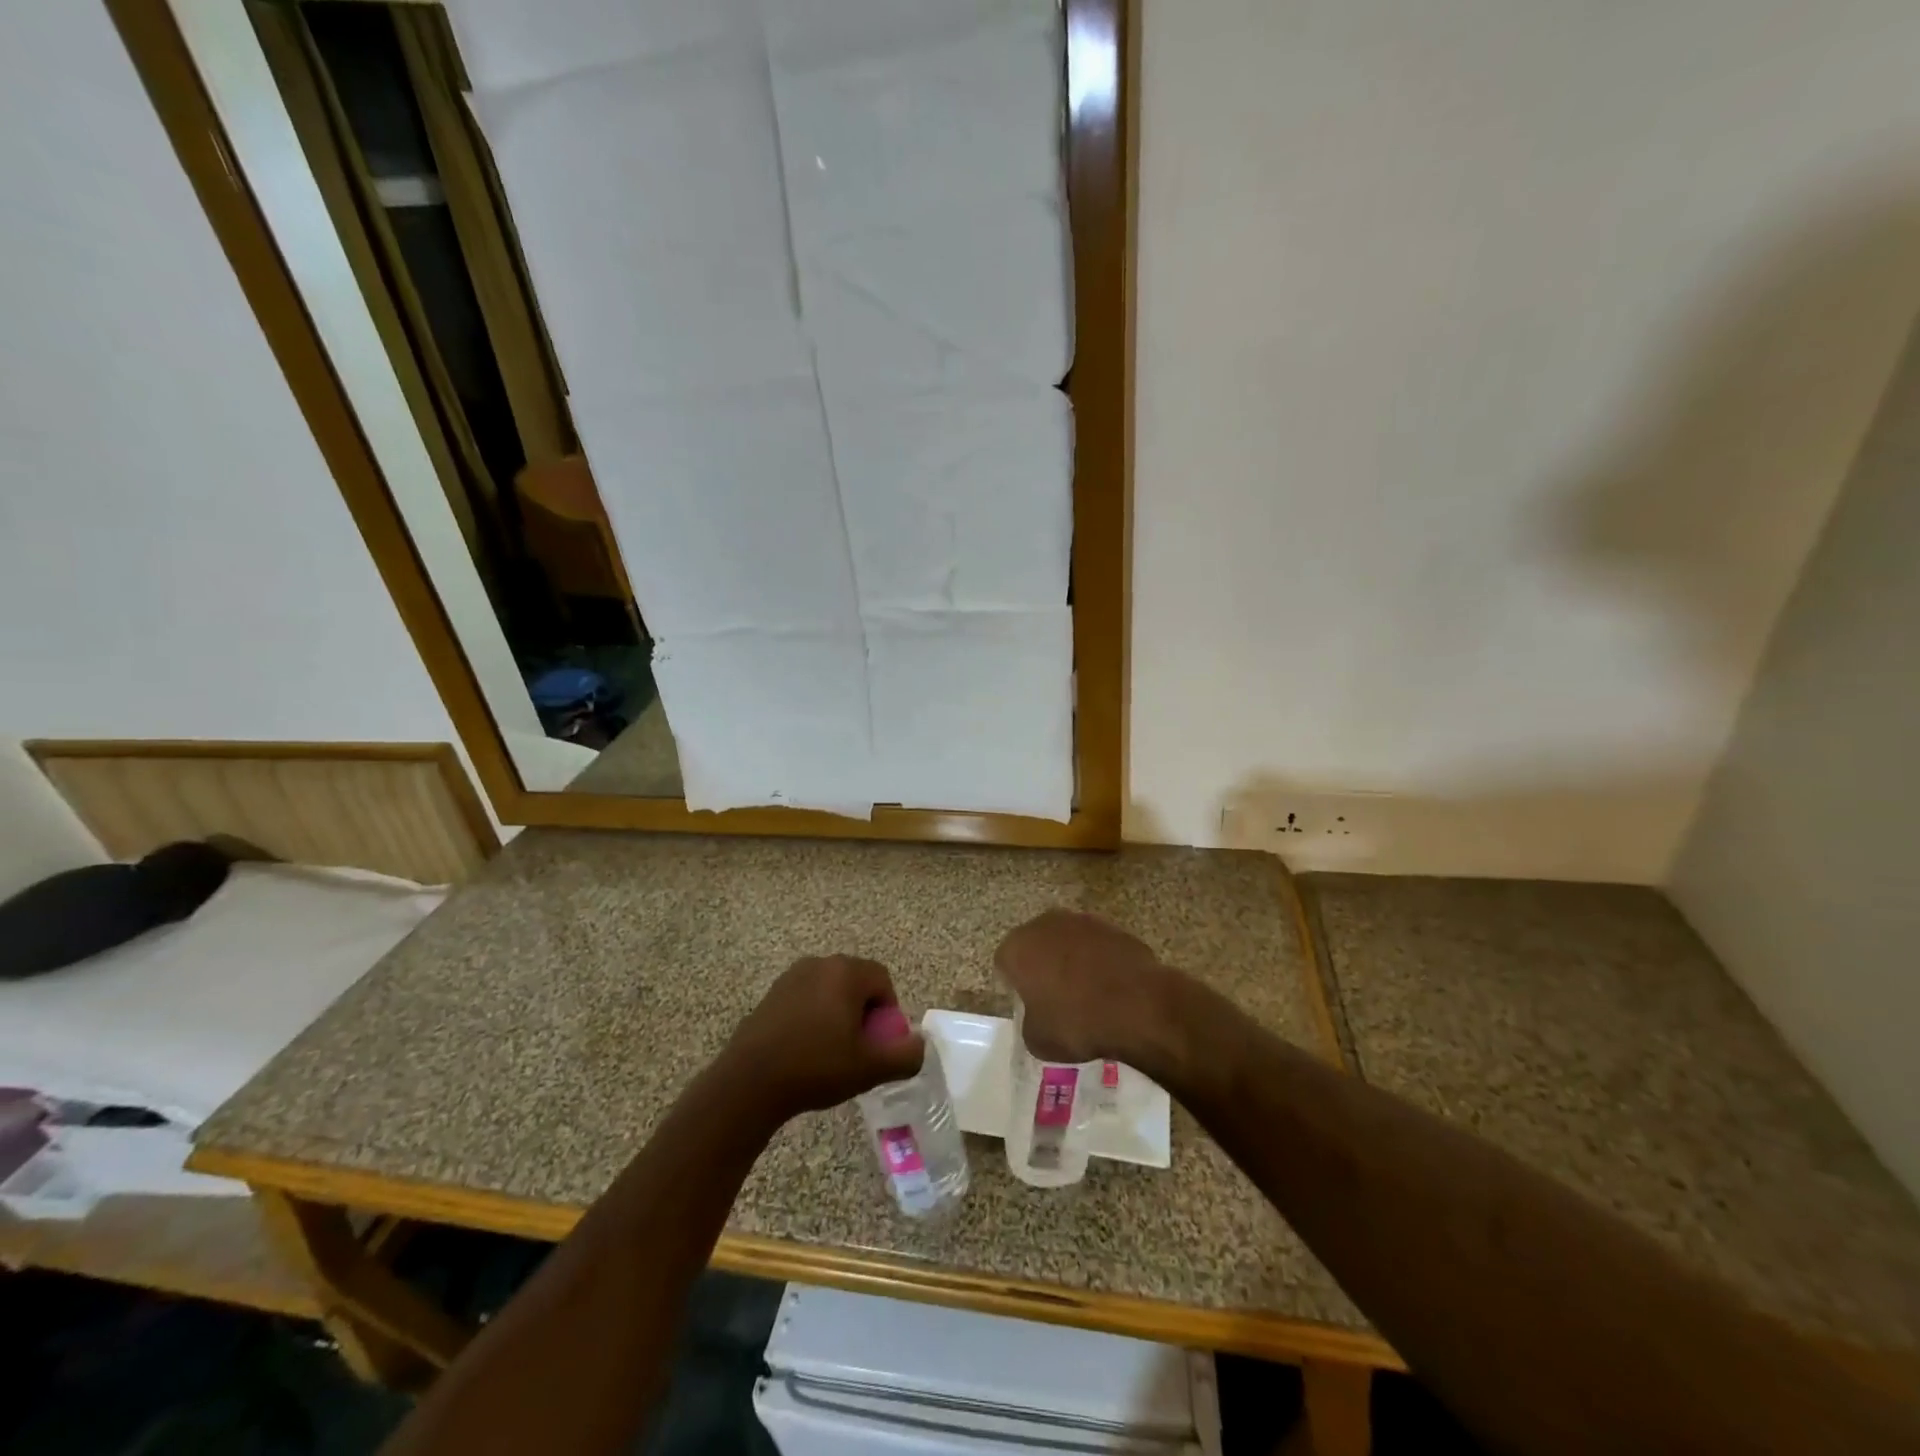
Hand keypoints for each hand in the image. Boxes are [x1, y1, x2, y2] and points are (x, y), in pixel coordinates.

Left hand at [724, 955, 925, 1121]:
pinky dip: (814, 1017)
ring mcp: (792, 976)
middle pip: (856, 982)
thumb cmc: (816, 1067)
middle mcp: (820, 964)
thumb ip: (905, 1056)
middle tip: (858, 1048)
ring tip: (831, 1052)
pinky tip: (805, 1050)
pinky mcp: (772, 993)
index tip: (878, 1043)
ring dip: (838, 1014)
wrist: (749, 1082)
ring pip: (830, 990)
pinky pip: (806, 998)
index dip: (888, 1011)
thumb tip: (919, 1045)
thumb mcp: (870, 1068)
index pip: (882, 979)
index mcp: (846, 972)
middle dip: (863, 1012)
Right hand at [993, 910, 1185, 1076]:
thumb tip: (1040, 1015)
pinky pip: (1097, 946)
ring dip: (1071, 960)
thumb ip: (1030, 1021)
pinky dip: (1099, 961)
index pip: (1004, 962)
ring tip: (1086, 992)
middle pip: (1035, 944)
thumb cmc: (1076, 1023)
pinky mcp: (1113, 927)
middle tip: (1053, 996)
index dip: (1013, 985)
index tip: (1027, 1004)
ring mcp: (1082, 921)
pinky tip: (1111, 986)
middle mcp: (1045, 924)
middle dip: (1041, 965)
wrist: (1137, 1005)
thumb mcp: (1037, 1040)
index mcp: (1018, 947)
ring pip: (1067, 941)